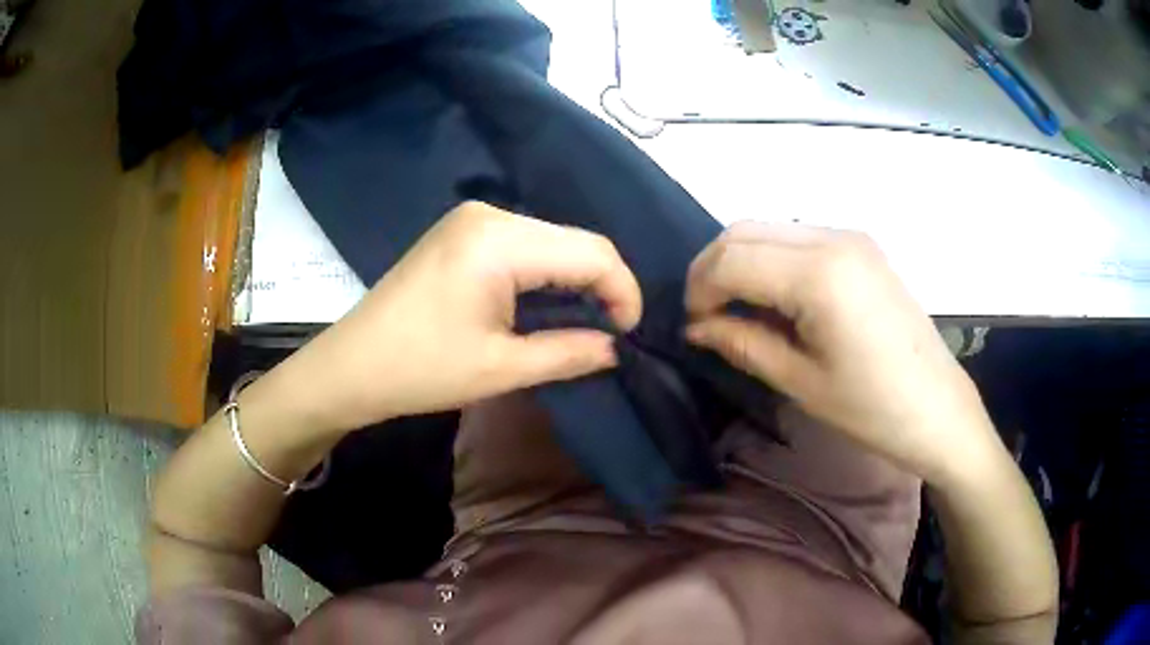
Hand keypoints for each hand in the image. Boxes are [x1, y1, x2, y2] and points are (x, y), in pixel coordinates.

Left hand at [267, 202, 641, 433]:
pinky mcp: (462, 231)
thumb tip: (616, 348)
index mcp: (499, 240)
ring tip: (584, 323)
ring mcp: (472, 218)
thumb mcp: (502, 368)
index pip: (591, 251)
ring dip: (575, 279)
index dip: (623, 291)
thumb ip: (569, 352)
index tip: (628, 335)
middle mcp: (490, 214)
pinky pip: (525, 244)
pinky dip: (546, 273)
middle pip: (574, 240)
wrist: (351, 365)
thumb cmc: (420, 370)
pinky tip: (547, 304)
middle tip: (609, 333)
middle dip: (602, 285)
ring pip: (552, 241)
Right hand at [684, 222, 998, 484]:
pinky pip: (798, 238)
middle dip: (712, 268)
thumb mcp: (800, 382)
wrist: (938, 407)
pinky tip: (777, 299)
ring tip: (740, 309)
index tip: (693, 326)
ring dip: (742, 261)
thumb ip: (743, 343)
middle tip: (707, 315)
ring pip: (770, 229)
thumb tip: (696, 327)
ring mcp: (850, 237)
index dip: (699, 290)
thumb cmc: (872, 408)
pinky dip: (772, 260)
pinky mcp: (861, 246)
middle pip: (744, 230)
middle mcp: (832, 238)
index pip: (731, 259)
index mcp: (819, 274)